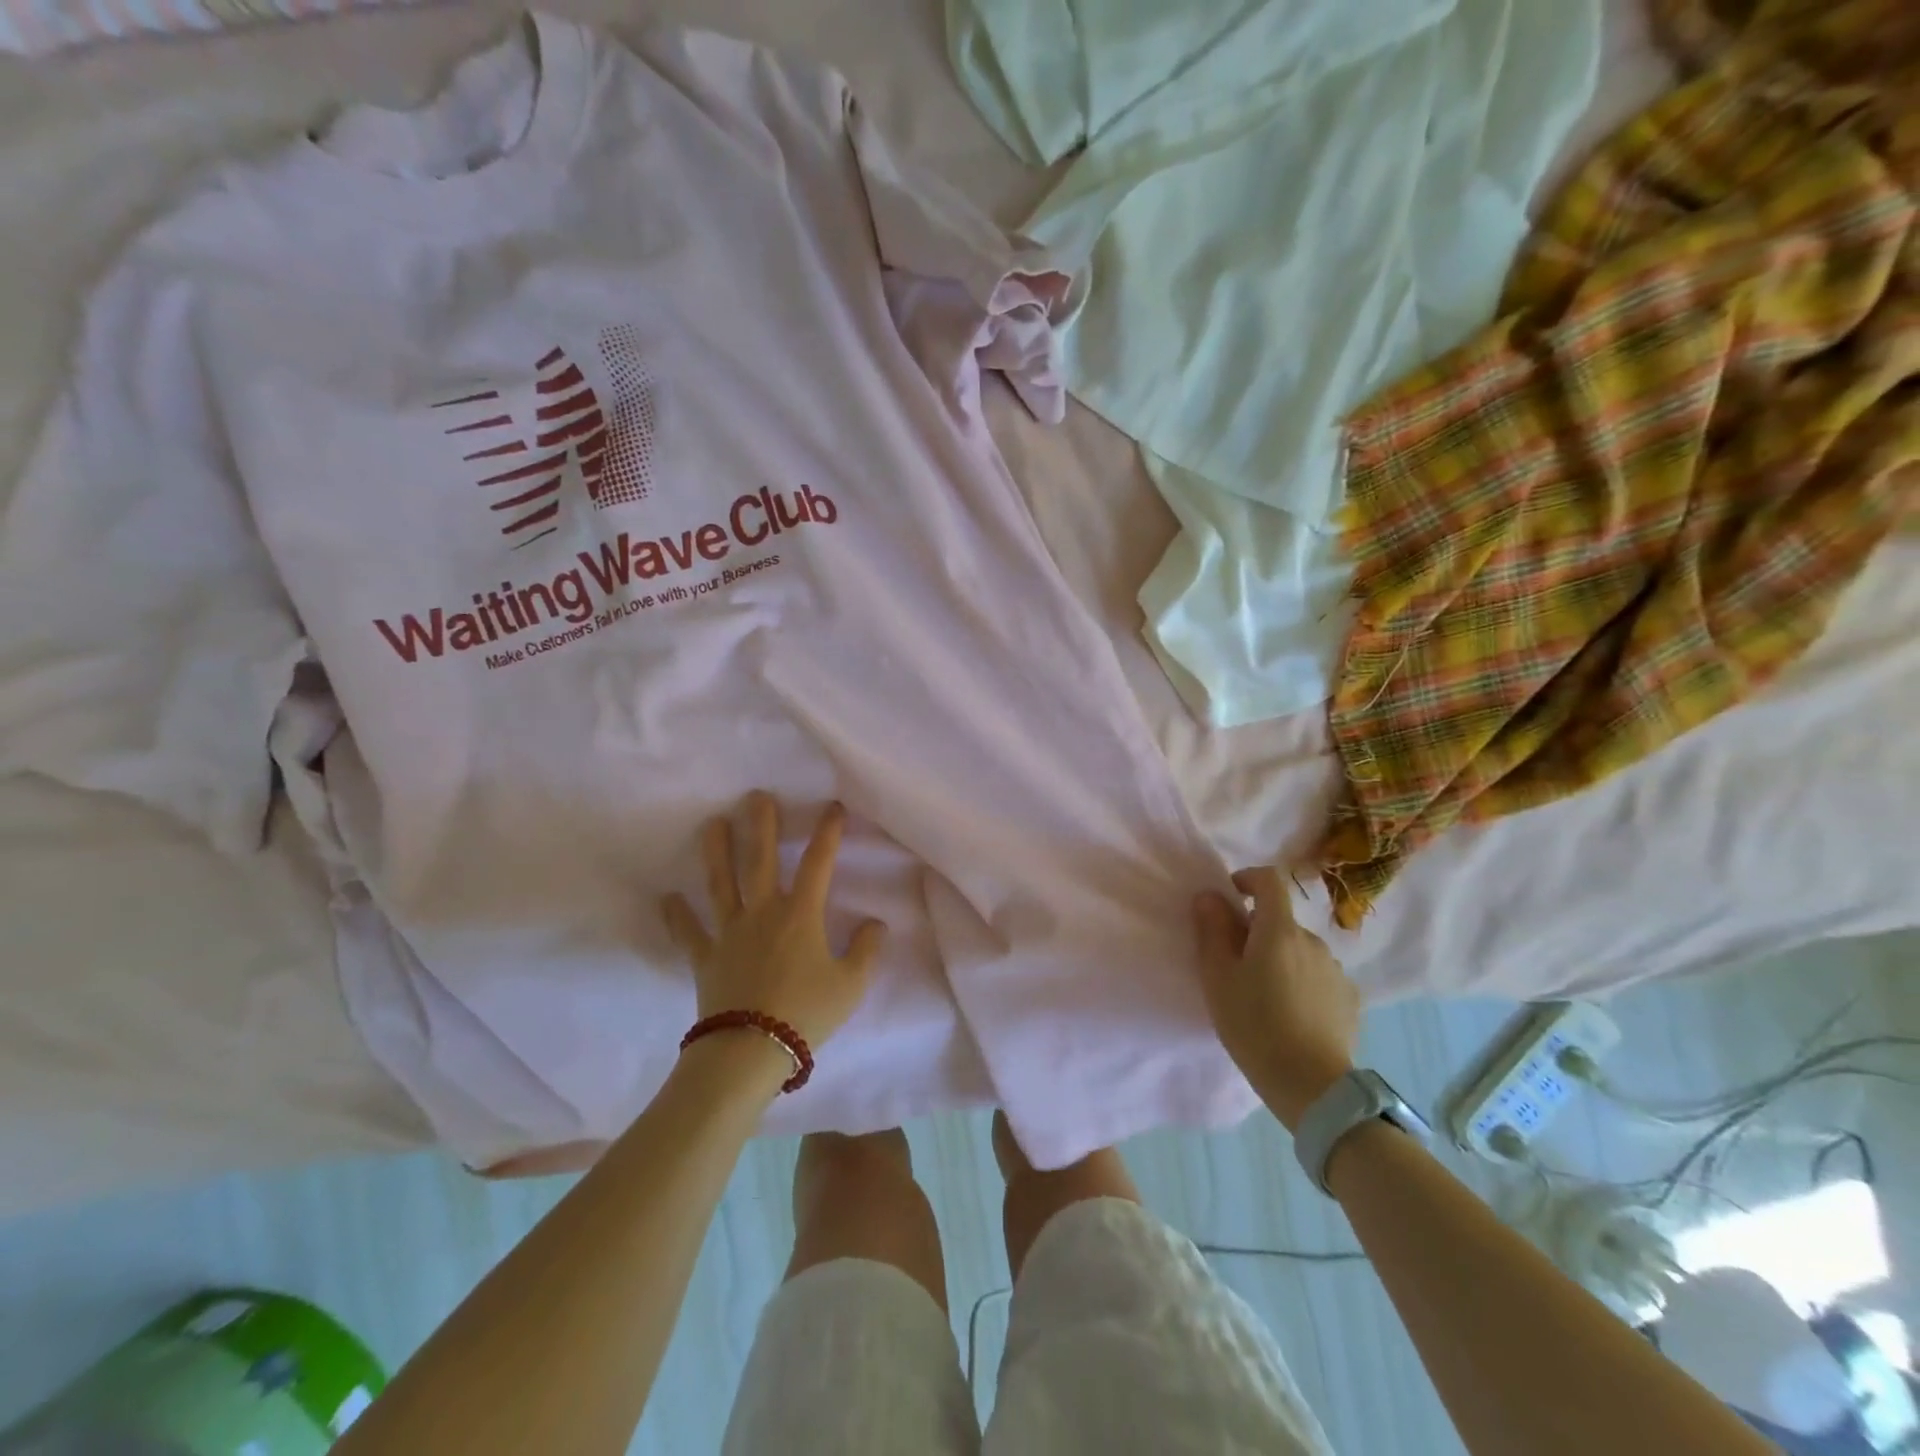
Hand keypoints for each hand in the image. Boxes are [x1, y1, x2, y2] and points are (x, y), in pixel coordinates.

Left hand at [663, 793, 885, 1051]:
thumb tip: (876, 923)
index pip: (818, 864)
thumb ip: (866, 950)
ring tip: (711, 823)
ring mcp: (730, 933)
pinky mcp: (706, 957)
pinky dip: (677, 916)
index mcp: (801, 915)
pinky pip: (689, 933)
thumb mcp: (851, 984)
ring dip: (716, 852)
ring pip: (721, 884)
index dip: (827, 833)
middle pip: (760, 860)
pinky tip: (667, 898)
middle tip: (756, 796)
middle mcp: (763, 913)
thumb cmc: (806, 1013)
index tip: (833, 807)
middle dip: (761, 825)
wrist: (752, 1050)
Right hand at [1193, 867, 1359, 1132]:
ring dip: (1280, 958)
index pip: (1269, 880)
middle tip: (1236, 966)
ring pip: (1299, 950)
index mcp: (1279, 930)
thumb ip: (1212, 930)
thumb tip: (1210, 896)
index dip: (1248, 879)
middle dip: (1258, 932)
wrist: (1312, 1085)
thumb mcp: (1218, 977)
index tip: (1231, 896)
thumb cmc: (1254, 1025)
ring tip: (1264, 996)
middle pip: (1281, 921)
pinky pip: (1317, 976)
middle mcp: (1313, 941)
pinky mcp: (1349, 998)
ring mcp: (1336, 970)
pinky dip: (1301, 982)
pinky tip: (1291, 1014)